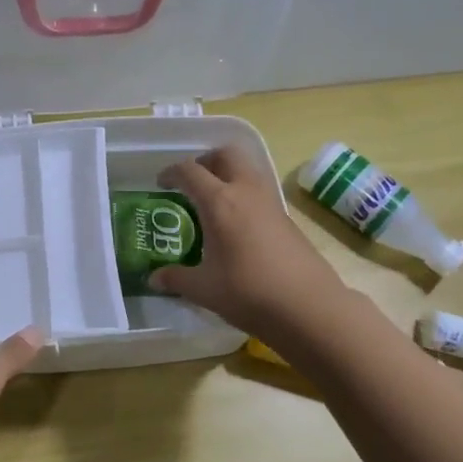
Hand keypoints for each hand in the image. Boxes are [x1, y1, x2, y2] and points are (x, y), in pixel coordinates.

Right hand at [151, 147, 339, 338]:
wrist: (308, 306)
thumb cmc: (248, 292)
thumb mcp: (203, 289)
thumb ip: (176, 279)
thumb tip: (154, 279)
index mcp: (219, 202)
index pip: (190, 172)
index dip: (172, 173)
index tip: (161, 183)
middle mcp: (246, 192)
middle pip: (226, 155)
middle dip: (206, 161)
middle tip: (192, 181)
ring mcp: (271, 203)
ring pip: (248, 169)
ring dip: (228, 174)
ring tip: (213, 201)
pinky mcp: (287, 218)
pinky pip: (260, 191)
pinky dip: (244, 194)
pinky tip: (236, 224)